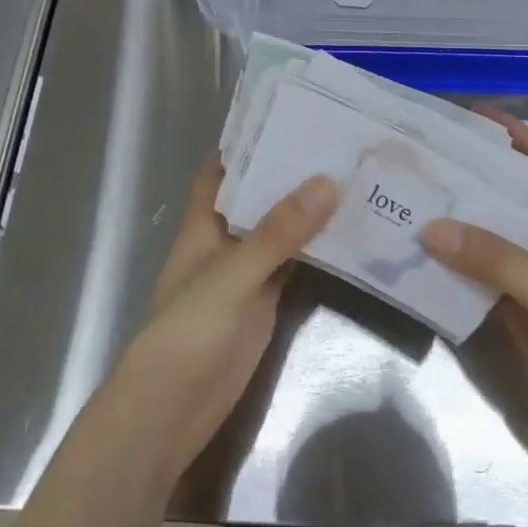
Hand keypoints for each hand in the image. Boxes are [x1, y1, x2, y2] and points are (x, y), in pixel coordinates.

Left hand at [110, 159, 339, 482]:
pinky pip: (294, 266)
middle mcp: (224, 242)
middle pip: (258, 198)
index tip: (289, 116)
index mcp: (203, 224)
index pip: (222, 171)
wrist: (173, 410)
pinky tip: (350, 233)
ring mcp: (246, 274)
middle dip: (290, 172)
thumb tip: (329, 181)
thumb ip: (279, 231)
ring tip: (354, 176)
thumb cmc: (188, 331)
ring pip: (280, 232)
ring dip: (308, 210)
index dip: (247, 143)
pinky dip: (317, 250)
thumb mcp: (233, 274)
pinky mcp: (265, 304)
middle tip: (339, 142)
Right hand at [422, 111, 527, 462]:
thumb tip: (430, 228)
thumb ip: (493, 258)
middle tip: (420, 164)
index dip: (513, 134)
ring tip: (408, 206)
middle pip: (504, 196)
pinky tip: (421, 262)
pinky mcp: (521, 307)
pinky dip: (455, 269)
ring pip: (488, 238)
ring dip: (455, 225)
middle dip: (468, 179)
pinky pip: (481, 278)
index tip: (471, 116)